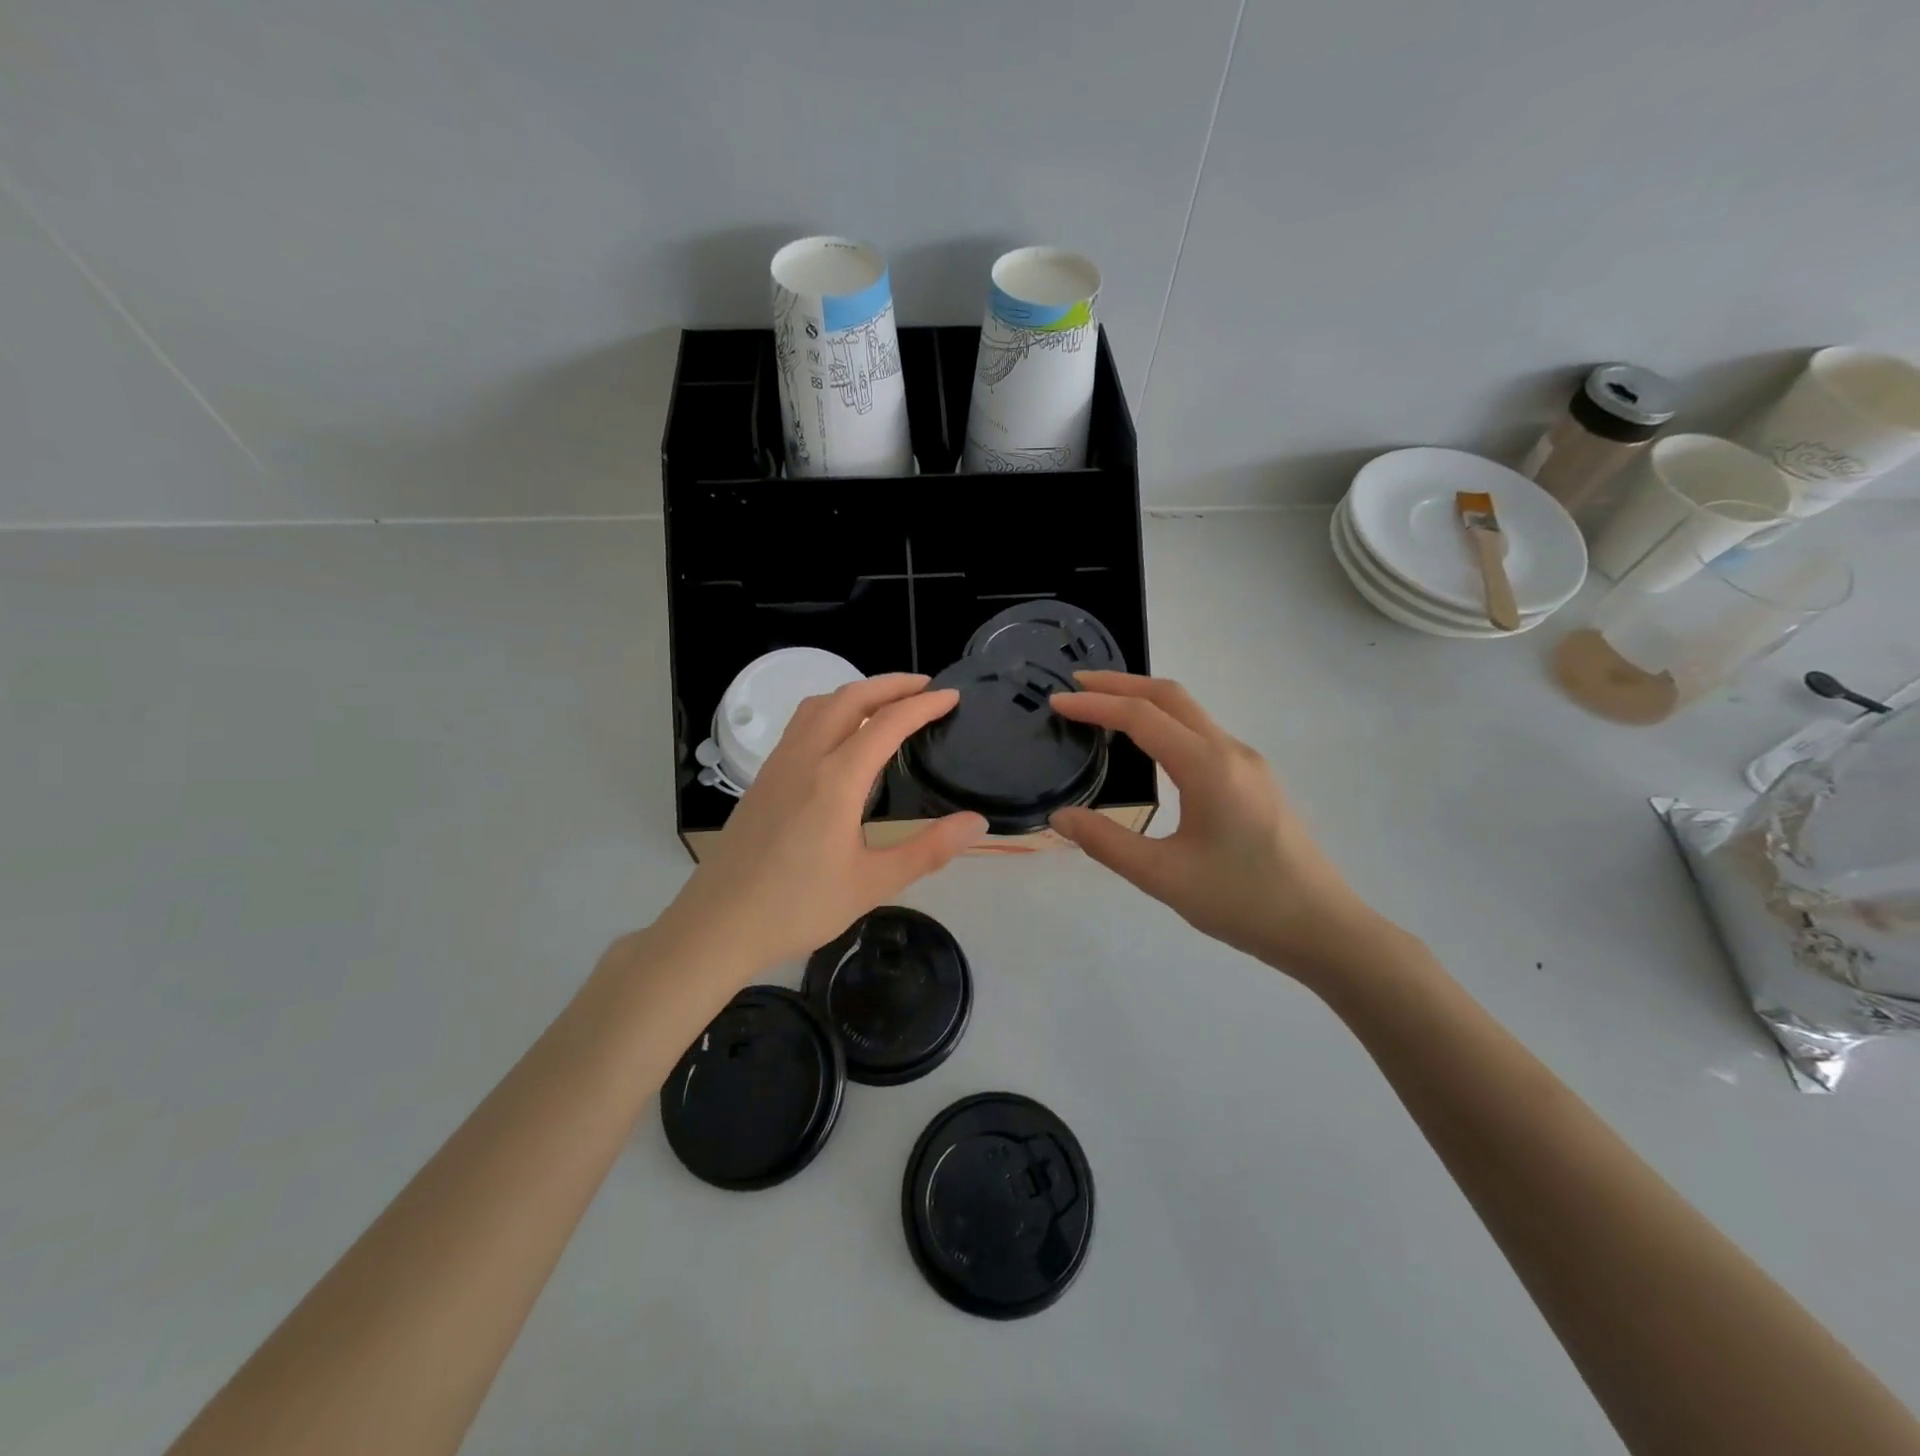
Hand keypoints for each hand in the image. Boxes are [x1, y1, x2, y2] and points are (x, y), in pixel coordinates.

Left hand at [659, 675, 985, 973]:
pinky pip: (801, 724)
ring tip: (886, 702)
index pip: (887, 723)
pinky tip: (841, 736)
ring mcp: (778, 764)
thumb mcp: (873, 884)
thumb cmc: (798, 907)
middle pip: (849, 698)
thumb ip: (928, 850)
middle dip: (891, 684)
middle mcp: (805, 758)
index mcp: (837, 780)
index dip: (923, 705)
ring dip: (857, 692)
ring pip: (819, 705)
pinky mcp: (763, 778)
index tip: (952, 696)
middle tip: (925, 687)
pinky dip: (831, 710)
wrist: (719, 924)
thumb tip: (977, 823)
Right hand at [1049, 672, 1380, 979]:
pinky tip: (1148, 746)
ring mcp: (1248, 763)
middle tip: (1076, 685)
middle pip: (1170, 696)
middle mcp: (1230, 751)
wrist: (1321, 928)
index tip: (1056, 702)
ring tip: (1103, 708)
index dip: (1095, 704)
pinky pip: (1202, 733)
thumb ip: (1106, 842)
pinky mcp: (1255, 780)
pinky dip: (1165, 722)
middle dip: (1120, 683)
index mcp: (1207, 767)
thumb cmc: (1242, 901)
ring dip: (1144, 700)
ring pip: (1190, 712)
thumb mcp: (1162, 877)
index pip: (1141, 716)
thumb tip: (1060, 817)